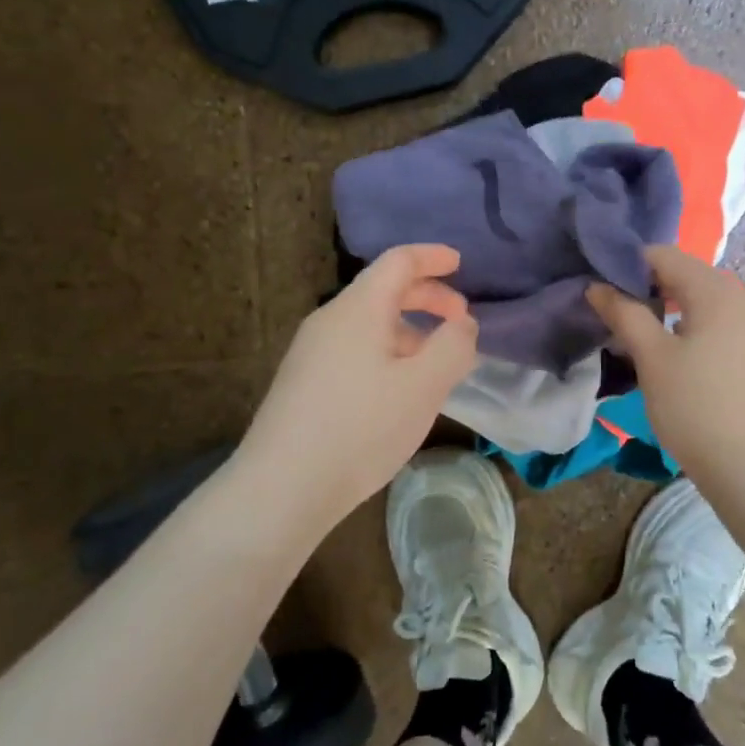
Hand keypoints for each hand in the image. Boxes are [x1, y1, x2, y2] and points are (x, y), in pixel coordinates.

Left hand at [239, 245, 477, 518]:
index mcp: (358, 309)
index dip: (432, 257)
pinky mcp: (303, 383)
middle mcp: (330, 320)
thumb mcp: (424, 386)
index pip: (399, 261)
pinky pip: (355, 349)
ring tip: (436, 365)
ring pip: (369, 324)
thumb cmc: (361, 427)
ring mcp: (311, 352)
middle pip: (383, 290)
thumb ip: (454, 346)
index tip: (460, 263)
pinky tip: (399, 391)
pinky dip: (388, 352)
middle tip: (460, 321)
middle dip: (427, 298)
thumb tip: (463, 324)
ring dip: (410, 331)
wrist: (281, 488)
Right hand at [588, 245, 744, 480]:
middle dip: (650, 284)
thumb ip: (624, 314)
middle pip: (688, 274)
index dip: (629, 264)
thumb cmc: (695, 407)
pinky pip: (721, 320)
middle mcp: (744, 298)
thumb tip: (596, 286)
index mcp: (717, 291)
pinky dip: (694, 323)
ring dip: (671, 305)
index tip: (602, 286)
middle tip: (616, 309)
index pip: (666, 256)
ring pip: (706, 298)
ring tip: (640, 330)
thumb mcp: (652, 357)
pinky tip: (676, 350)